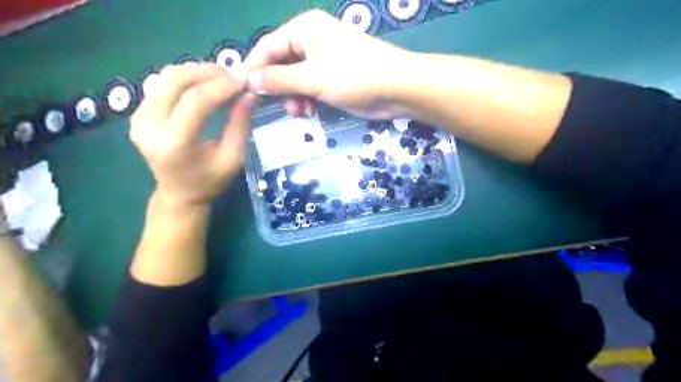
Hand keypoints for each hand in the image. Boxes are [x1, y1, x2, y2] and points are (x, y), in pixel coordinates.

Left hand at [129, 62, 258, 205]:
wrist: (178, 194)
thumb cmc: (210, 181)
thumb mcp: (233, 158)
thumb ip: (240, 125)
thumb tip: (250, 94)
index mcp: (174, 144)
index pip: (195, 101)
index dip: (221, 86)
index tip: (244, 80)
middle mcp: (148, 126)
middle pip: (175, 80)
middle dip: (208, 72)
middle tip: (234, 75)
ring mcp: (138, 117)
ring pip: (166, 77)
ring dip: (196, 72)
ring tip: (222, 80)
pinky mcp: (138, 112)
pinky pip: (162, 84)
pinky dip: (186, 79)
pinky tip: (205, 86)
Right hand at [244, 9, 415, 118]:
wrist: (397, 89)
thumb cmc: (355, 76)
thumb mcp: (313, 78)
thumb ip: (279, 80)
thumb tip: (249, 80)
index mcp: (304, 29)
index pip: (268, 46)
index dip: (254, 69)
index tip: (243, 92)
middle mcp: (312, 41)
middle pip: (281, 65)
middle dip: (280, 89)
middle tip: (285, 108)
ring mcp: (324, 60)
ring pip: (295, 80)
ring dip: (294, 98)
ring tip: (302, 113)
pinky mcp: (334, 78)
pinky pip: (310, 88)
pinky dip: (307, 101)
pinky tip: (311, 113)